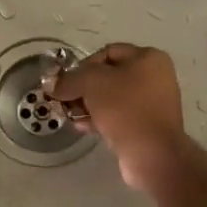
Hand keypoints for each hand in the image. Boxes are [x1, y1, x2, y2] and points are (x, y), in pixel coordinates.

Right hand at [44, 43, 188, 191]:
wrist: (152, 154)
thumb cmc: (125, 108)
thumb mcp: (92, 84)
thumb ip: (69, 80)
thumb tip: (51, 84)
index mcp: (148, 57)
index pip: (107, 52)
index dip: (83, 65)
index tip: (66, 83)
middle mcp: (155, 77)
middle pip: (109, 76)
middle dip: (83, 88)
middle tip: (64, 101)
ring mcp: (153, 103)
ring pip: (112, 98)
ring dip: (89, 105)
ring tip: (70, 115)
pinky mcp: (147, 126)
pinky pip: (119, 117)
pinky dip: (100, 119)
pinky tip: (82, 127)